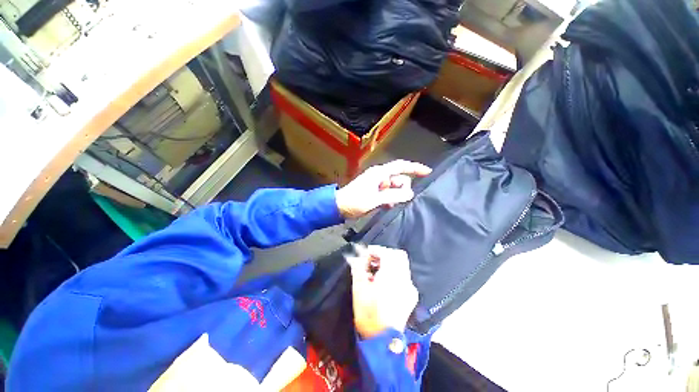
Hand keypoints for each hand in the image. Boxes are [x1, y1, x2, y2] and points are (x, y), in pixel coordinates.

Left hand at [335, 160, 431, 218]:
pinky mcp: (374, 191)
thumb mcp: (375, 200)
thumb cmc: (355, 202)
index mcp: (379, 173)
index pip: (400, 166)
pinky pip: (388, 193)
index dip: (414, 168)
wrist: (339, 207)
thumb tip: (410, 193)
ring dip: (395, 196)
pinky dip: (390, 199)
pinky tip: (386, 206)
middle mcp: (379, 176)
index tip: (427, 172)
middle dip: (402, 189)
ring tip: (388, 205)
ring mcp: (376, 183)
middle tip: (397, 201)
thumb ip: (393, 196)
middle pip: (399, 178)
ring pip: (394, 187)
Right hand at [346, 245, 418, 338]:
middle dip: (384, 254)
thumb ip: (358, 268)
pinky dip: (394, 272)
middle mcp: (405, 279)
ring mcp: (410, 288)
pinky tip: (385, 281)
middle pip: (398, 255)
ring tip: (376, 270)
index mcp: (392, 276)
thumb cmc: (368, 314)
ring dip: (389, 262)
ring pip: (402, 265)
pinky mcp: (411, 295)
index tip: (366, 253)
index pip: (388, 253)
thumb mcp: (359, 289)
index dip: (376, 249)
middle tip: (372, 259)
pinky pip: (404, 275)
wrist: (382, 341)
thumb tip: (355, 256)